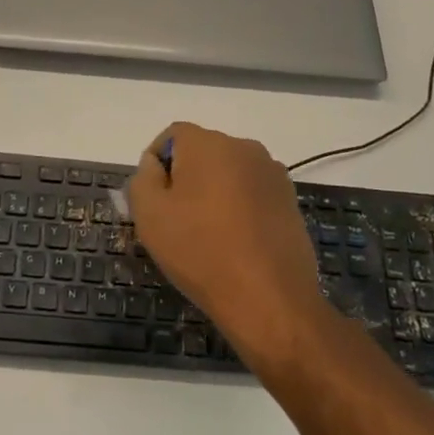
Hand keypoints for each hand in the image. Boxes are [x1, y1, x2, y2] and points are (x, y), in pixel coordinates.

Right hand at [126, 123, 329, 366]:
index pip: (173, 136)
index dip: (157, 164)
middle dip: (186, 178)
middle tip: (176, 219)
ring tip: (208, 234)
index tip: (153, 200)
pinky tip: (236, 242)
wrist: (269, 298)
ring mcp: (272, 173)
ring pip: (229, 173)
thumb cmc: (200, 251)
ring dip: (215, 192)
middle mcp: (243, 147)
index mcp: (207, 143)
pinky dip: (240, 208)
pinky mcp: (290, 200)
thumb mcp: (150, 215)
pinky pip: (253, 193)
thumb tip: (154, 164)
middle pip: (203, 153)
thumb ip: (143, 178)